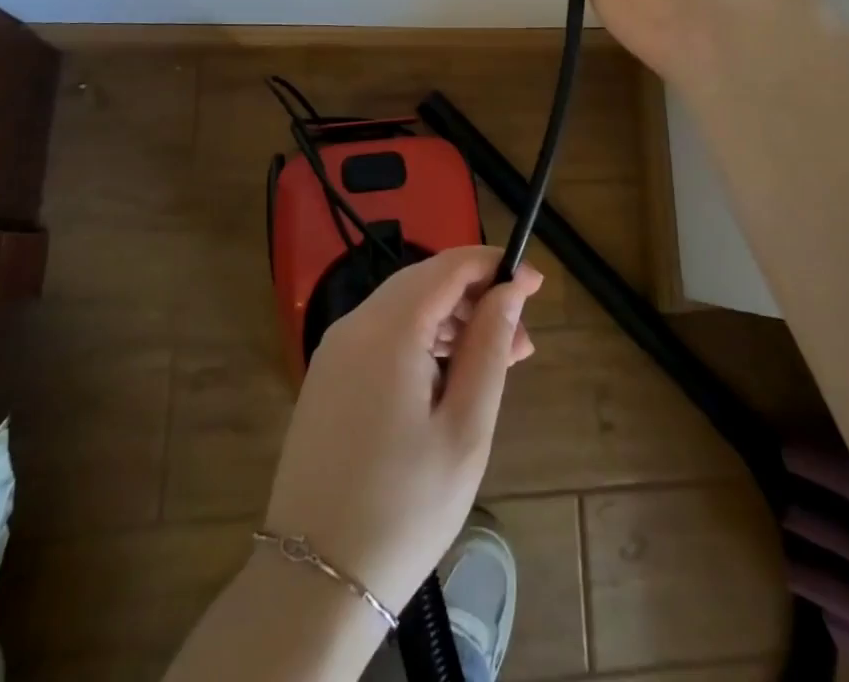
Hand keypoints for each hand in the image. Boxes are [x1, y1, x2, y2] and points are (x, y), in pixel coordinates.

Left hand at [262, 247, 542, 613]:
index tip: (535, 282)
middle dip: (476, 296)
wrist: (313, 583)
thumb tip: (510, 290)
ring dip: (452, 320)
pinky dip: (422, 339)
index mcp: (388, 328)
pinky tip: (450, 374)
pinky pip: (383, 335)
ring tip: (498, 359)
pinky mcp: (328, 376)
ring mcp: (335, 350)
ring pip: (404, 307)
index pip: (448, 267)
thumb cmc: (405, 507)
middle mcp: (355, 323)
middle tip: (522, 335)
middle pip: (425, 282)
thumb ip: (489, 347)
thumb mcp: (464, 429)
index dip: (494, 264)